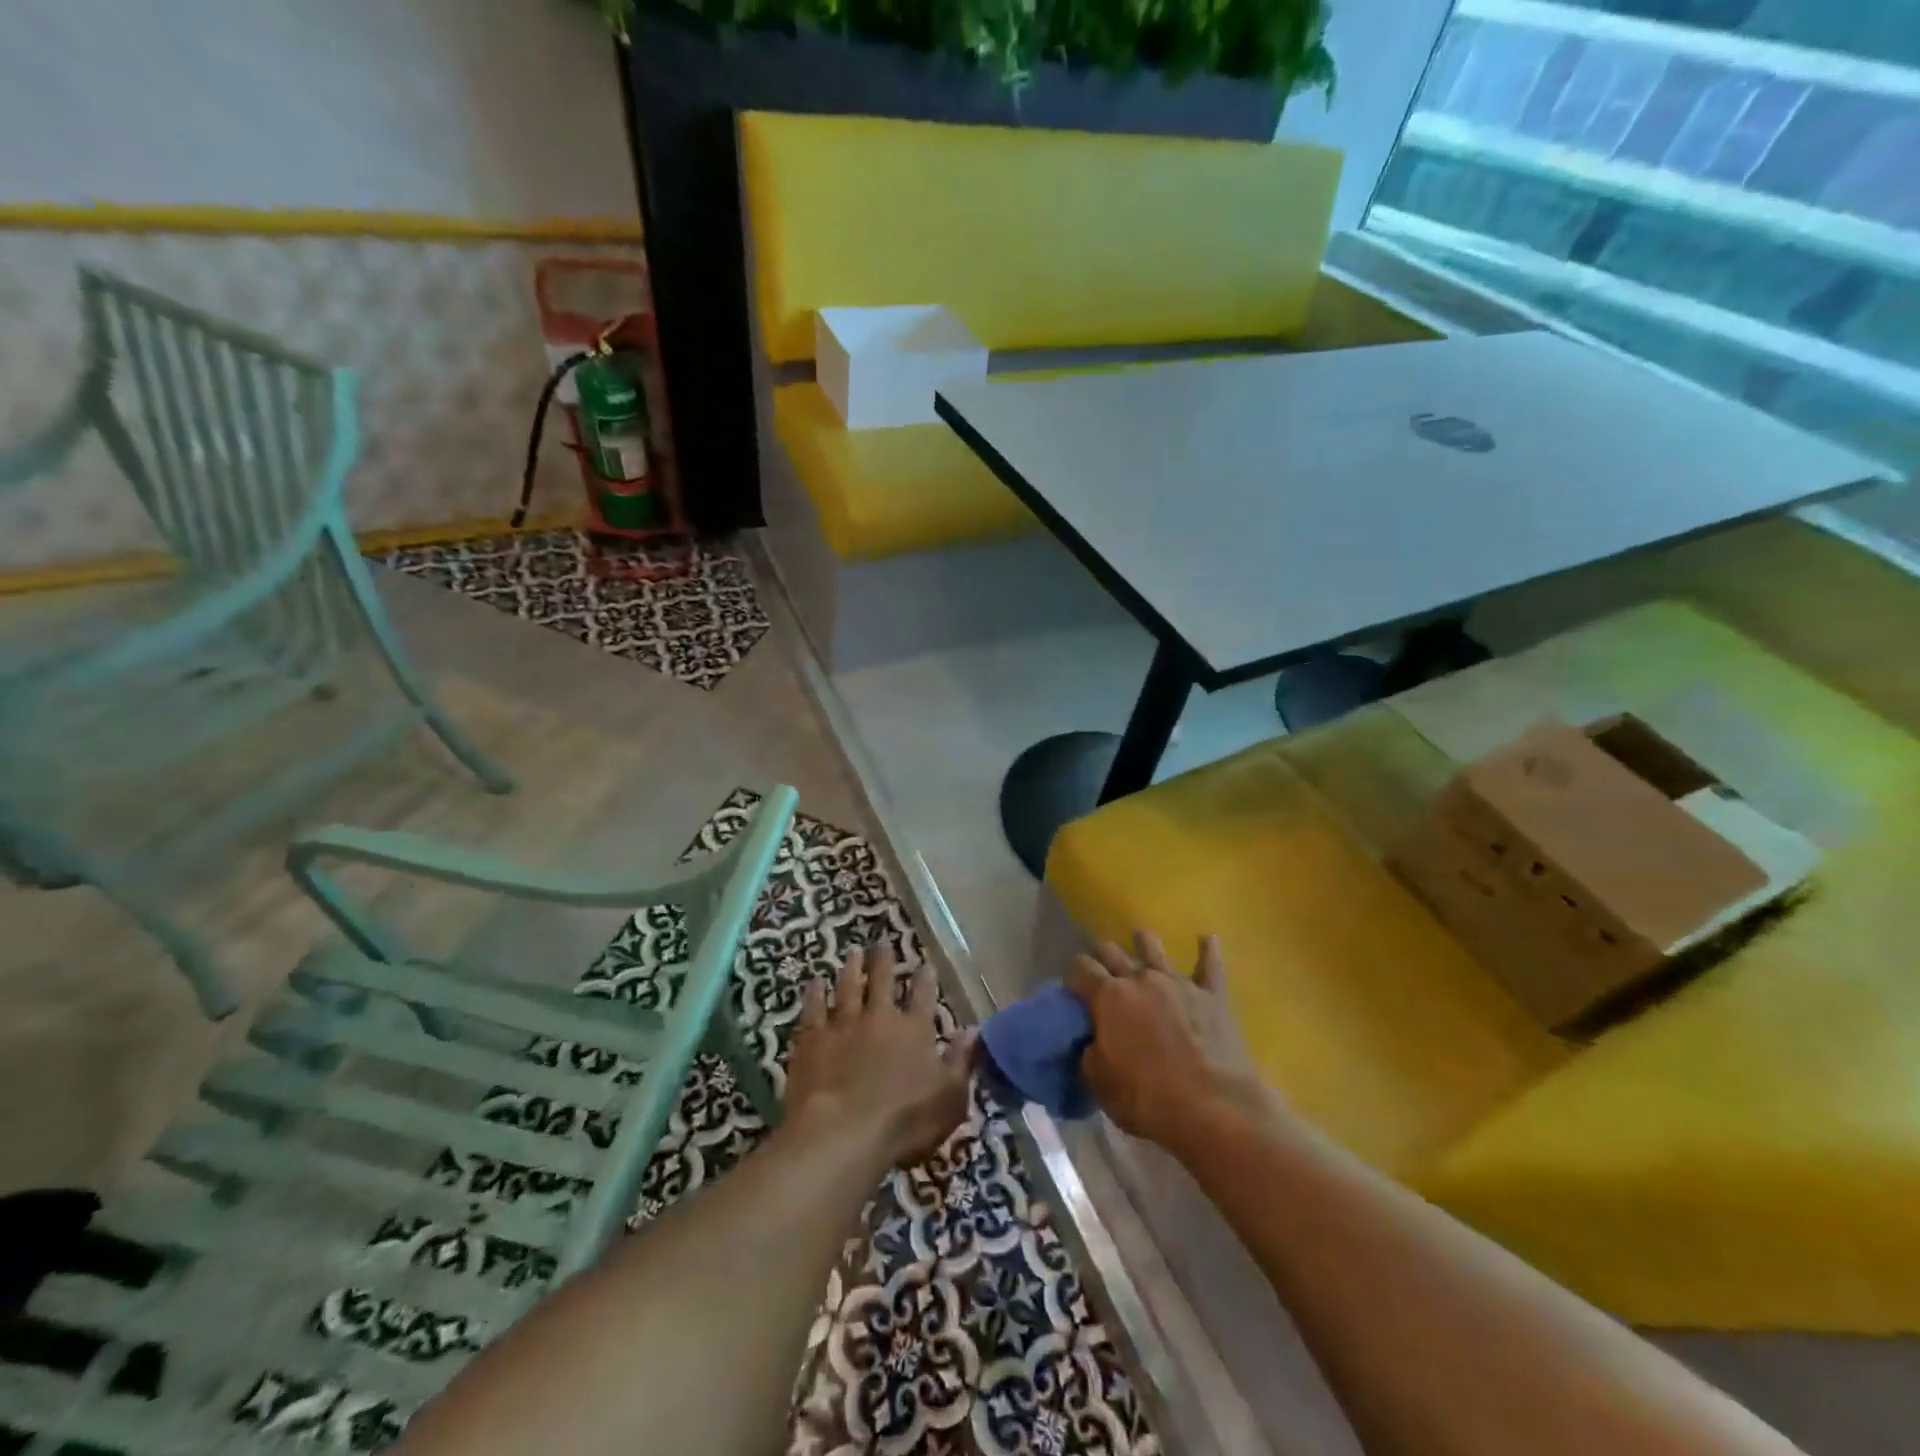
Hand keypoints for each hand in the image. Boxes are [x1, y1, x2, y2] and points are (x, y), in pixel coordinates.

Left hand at [784, 942, 977, 1169]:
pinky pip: (813, 1009)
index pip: (923, 996)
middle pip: (882, 981)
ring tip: (853, 953)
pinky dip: (814, 994)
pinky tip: (814, 983)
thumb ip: (961, 1061)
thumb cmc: (904, 1122)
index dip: (924, 979)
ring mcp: (843, 1025)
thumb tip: (974, 1030)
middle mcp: (880, 1018)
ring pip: (848, 987)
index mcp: (914, 1031)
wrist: (842, 1134)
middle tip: (882, 943)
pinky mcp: (812, 1039)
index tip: (924, 964)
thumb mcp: (950, 1098)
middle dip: (884, 961)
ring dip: (852, 969)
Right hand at [1065, 930, 1274, 1149]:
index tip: (1072, 990)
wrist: (1213, 1108)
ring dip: (1144, 942)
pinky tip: (1207, 938)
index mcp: (1108, 996)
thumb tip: (1090, 1042)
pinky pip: (1210, 965)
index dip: (1073, 976)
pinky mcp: (1212, 996)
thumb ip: (1088, 1054)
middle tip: (1101, 969)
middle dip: (1101, 956)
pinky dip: (1207, 950)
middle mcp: (1140, 979)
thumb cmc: (1148, 1098)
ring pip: (1154, 947)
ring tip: (1140, 939)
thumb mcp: (1099, 1082)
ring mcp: (1178, 983)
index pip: (1080, 969)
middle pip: (1112, 951)